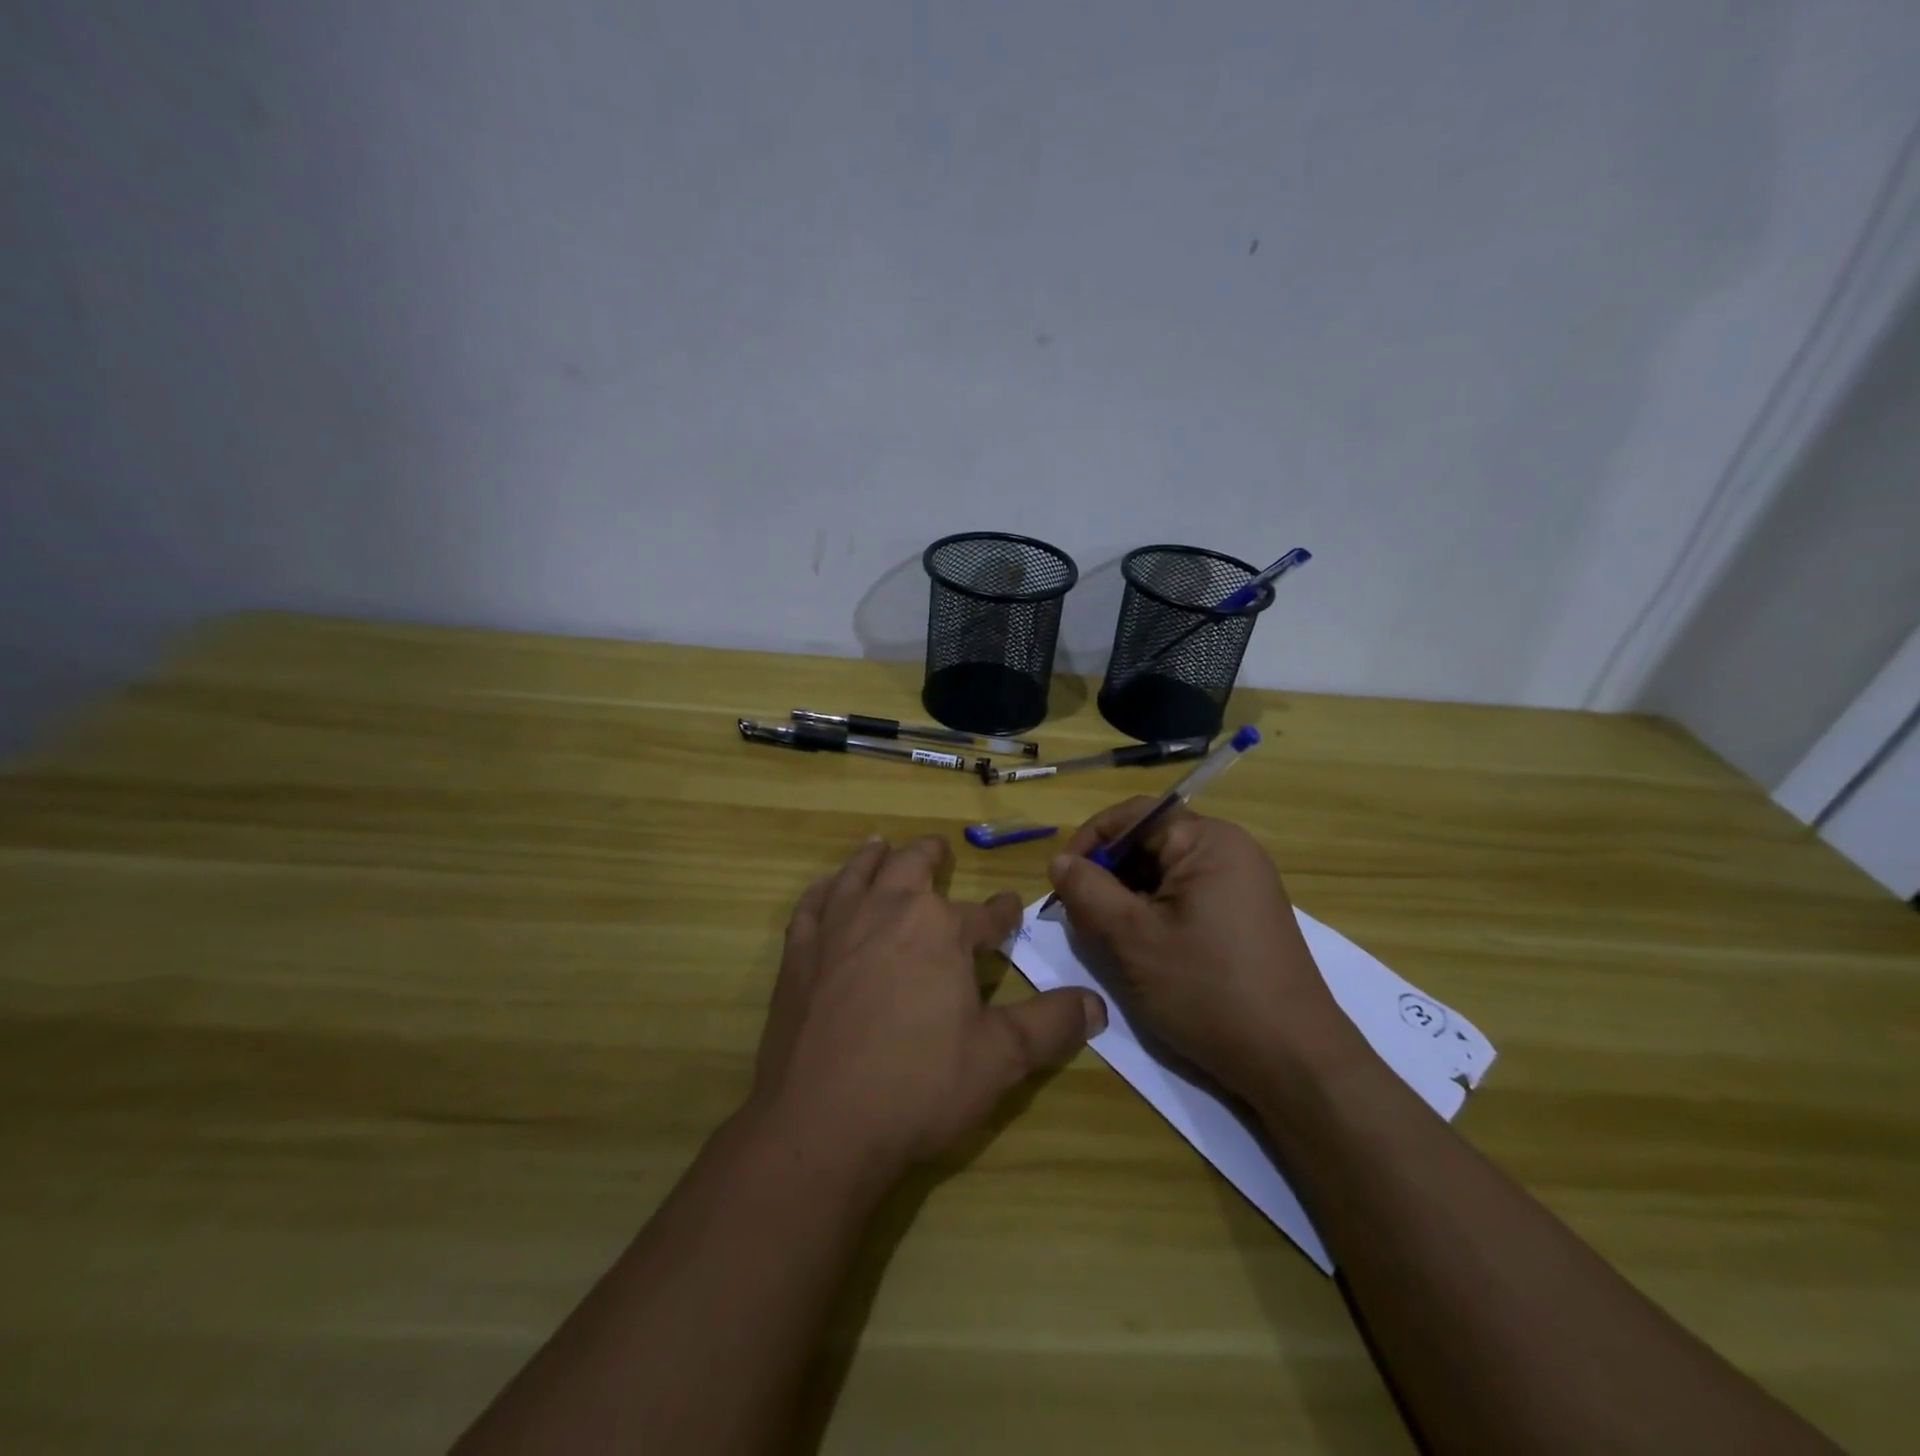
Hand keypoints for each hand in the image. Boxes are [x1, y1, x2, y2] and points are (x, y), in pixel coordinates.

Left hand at [749, 834, 1104, 1180]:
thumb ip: (1050, 1025)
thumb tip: (1097, 1004)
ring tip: (881, 845)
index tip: (1010, 907)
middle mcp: (889, 911)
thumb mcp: (1001, 1059)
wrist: (822, 1123)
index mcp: (942, 929)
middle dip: (931, 856)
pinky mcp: (798, 954)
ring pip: (859, 873)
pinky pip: (812, 905)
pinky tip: (827, 889)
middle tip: (939, 850)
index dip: (1003, 911)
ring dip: (875, 857)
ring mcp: (837, 928)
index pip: (986, 913)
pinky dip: (823, 890)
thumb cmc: (919, 1085)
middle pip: (913, 866)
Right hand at [1045, 799, 1362, 1101]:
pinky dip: (1154, 914)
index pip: (1134, 816)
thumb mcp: (1133, 939)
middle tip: (1078, 915)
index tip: (1060, 879)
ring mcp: (1242, 885)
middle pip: (1150, 842)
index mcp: (1208, 841)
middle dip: (1107, 873)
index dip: (1090, 840)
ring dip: (1127, 897)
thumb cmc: (1207, 990)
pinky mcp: (1244, 917)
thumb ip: (1088, 892)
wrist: (1293, 1062)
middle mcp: (1230, 851)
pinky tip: (1140, 949)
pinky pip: (1186, 897)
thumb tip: (1060, 862)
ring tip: (1104, 936)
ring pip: (1165, 873)